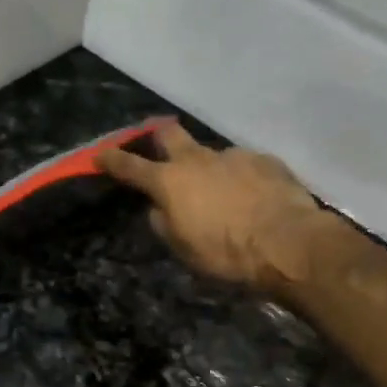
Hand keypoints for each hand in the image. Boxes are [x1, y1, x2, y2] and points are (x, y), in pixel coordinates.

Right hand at [99, 121, 330, 290]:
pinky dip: (242, 179)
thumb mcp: (183, 249)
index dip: (112, 159)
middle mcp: (198, 159)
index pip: (130, 166)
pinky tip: (254, 199)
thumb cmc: (226, 253)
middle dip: (159, 137)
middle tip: (162, 150)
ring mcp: (233, 156)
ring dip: (210, 170)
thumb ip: (165, 223)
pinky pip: (244, 165)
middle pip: (169, 133)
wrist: (287, 243)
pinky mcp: (265, 160)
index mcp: (170, 182)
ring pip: (212, 155)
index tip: (99, 154)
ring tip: (225, 196)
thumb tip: (160, 208)